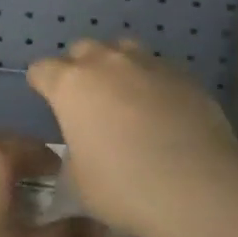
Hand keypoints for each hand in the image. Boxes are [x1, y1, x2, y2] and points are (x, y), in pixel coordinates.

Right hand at [26, 38, 237, 236]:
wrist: (196, 185)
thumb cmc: (124, 187)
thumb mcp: (80, 181)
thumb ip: (75, 153)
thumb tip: (85, 145)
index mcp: (72, 85)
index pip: (43, 69)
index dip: (41, 82)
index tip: (45, 96)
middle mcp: (107, 63)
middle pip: (83, 49)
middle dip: (80, 68)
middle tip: (87, 99)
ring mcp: (148, 63)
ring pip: (123, 49)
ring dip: (117, 66)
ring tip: (125, 95)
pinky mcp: (183, 74)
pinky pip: (157, 68)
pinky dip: (151, 82)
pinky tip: (161, 108)